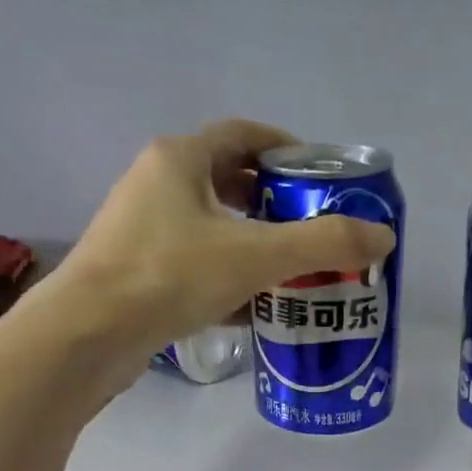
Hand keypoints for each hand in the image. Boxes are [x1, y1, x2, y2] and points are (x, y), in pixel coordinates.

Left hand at [42, 119, 395, 360]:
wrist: (87, 335)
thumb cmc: (169, 276)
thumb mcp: (255, 255)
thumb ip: (322, 244)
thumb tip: (384, 235)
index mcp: (179, 159)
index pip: (243, 135)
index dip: (286, 149)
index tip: (320, 177)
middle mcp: (156, 185)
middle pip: (228, 182)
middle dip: (274, 204)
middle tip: (313, 230)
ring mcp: (141, 232)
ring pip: (211, 229)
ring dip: (252, 246)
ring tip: (293, 272)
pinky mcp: (137, 275)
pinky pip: (194, 267)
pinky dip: (227, 280)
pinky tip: (254, 310)